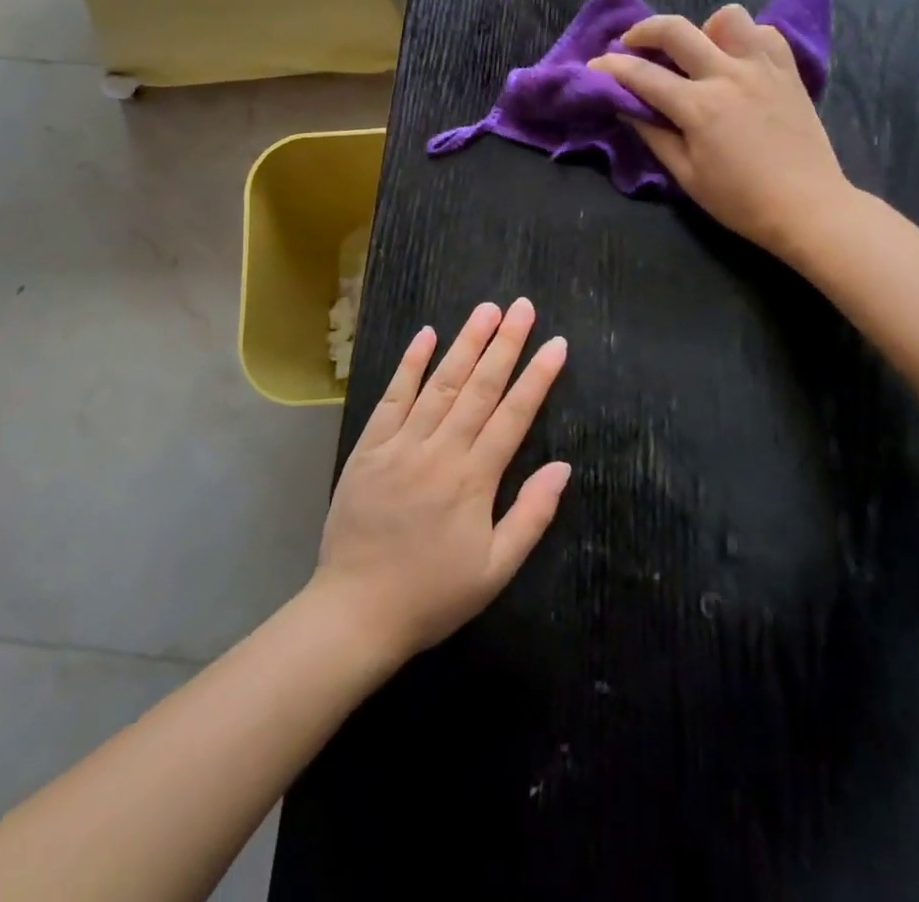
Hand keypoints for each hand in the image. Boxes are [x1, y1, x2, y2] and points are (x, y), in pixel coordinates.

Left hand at [311, 299, 569, 662]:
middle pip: (479, 387)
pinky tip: (426, 335)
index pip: (514, 415)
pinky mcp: (369, 447)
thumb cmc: (433, 594)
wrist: (355, 612)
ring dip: (465, 343)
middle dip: (505, 344)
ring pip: (439, 383)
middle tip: (523, 306)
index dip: (538, 377)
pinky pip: (392, 398)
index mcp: (474, 479)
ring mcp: (401, 444)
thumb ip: (531, 515)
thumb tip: (563, 467)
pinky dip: (409, 365)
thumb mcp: (495, 569)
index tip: (556, 344)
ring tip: (486, 310)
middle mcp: (440, 450)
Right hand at [589, 4, 849, 258]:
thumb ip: (654, 136)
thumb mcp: (687, 176)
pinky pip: (765, 34)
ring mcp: (763, 68)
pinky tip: (738, 62)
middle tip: (631, 43)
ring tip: (698, 52)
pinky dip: (746, 39)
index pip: (643, 75)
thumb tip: (627, 107)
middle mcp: (728, 75)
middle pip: (676, 30)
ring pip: (727, 17)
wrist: (808, 207)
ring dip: (703, 28)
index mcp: (699, 107)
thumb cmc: (741, 201)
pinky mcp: (789, 72)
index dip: (612, 68)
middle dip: (643, 30)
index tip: (595, 66)